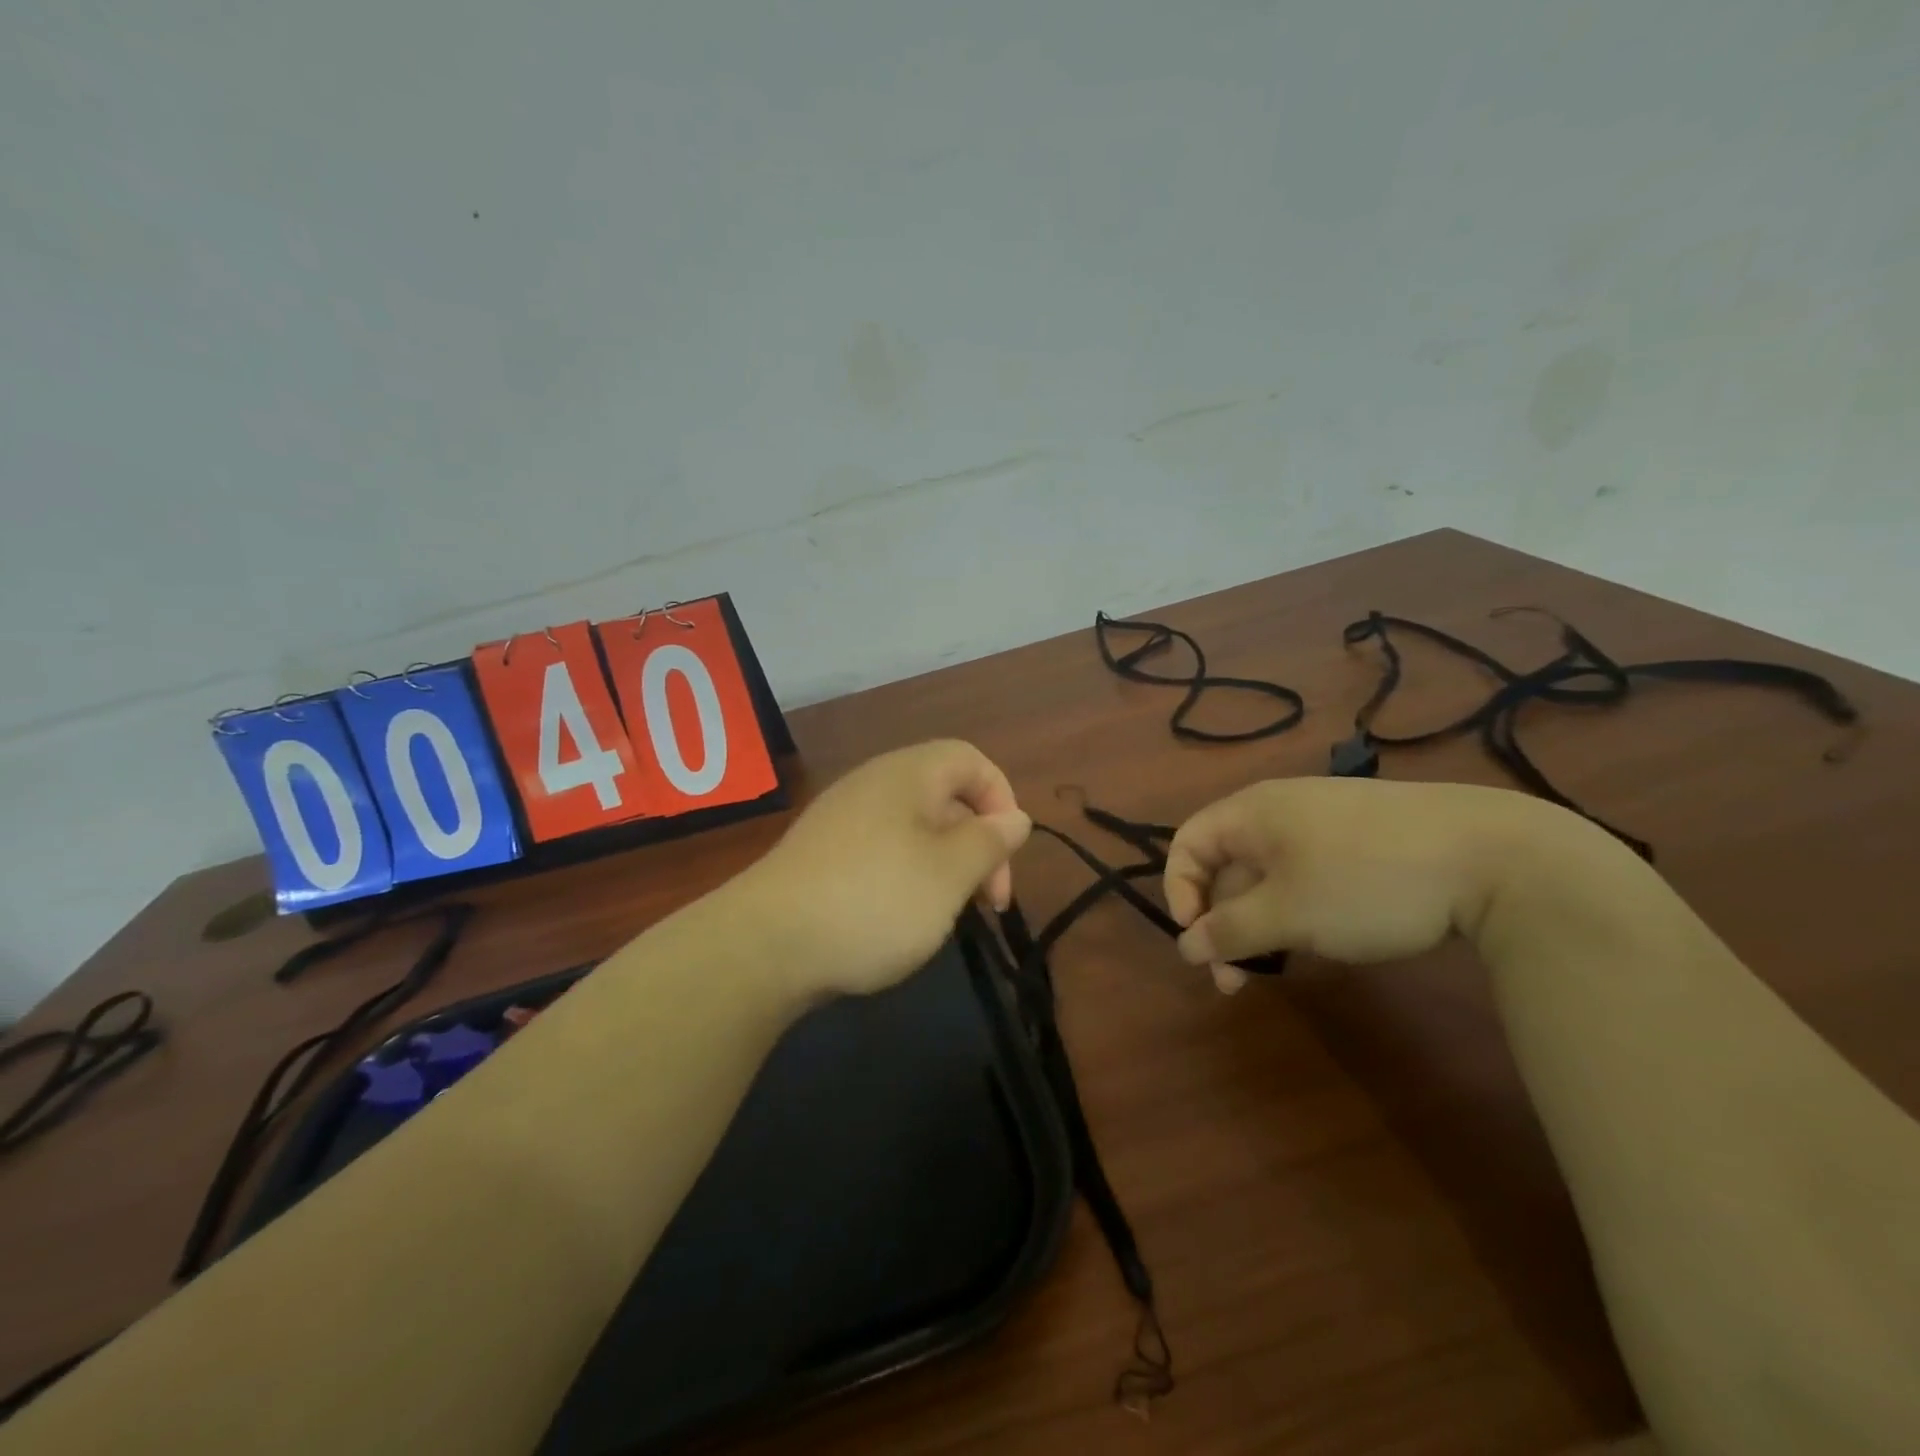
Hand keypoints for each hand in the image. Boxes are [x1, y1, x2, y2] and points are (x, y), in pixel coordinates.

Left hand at [749, 740, 1031, 997]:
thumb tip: (1016, 817)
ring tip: (948, 915)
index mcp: (907, 775)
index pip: (970, 760)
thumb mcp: (949, 873)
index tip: (1007, 854)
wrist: (764, 946)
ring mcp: (841, 820)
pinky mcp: (821, 856)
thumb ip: (989, 841)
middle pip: (945, 797)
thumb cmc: (874, 900)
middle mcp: (873, 785)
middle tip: (988, 902)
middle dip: (977, 845)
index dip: (1001, 798)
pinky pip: (882, 852)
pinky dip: (907, 879)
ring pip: (915, 830)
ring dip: (945, 868)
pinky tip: (901, 921)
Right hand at [1164, 777, 1559, 982]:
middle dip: (1223, 923)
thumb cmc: (1367, 881)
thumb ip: (1229, 931)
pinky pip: (1307, 875)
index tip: (1200, 941)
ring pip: (1269, 876)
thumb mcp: (1288, 913)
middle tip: (1236, 980)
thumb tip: (1185, 945)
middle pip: (1227, 865)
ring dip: (1260, 924)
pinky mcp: (1364, 842)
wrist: (1495, 858)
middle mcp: (1281, 810)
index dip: (1180, 892)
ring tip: (1279, 967)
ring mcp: (1326, 824)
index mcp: (1253, 812)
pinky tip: (1323, 940)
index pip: (1188, 843)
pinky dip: (1298, 910)